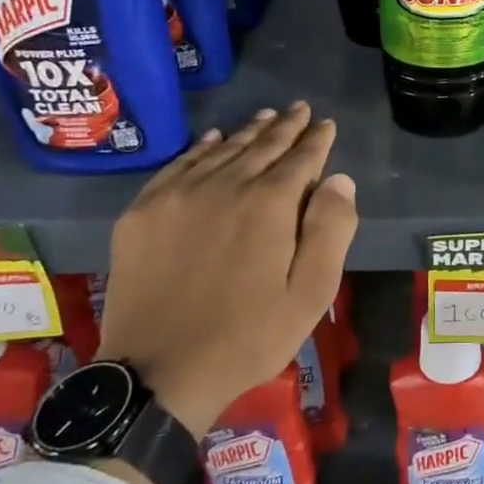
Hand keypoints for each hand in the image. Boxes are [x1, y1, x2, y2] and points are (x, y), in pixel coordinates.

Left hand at [96, 103, 357, 438]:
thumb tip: (340, 179)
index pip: (300, 158)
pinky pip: (179, 166)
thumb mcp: (310, 294)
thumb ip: (331, 230)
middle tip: (300, 109)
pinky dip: (201, 148)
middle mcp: (224, 186)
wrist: (157, 373)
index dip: (317, 140)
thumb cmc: (248, 336)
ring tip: (266, 116)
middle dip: (286, 126)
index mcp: (269, 205)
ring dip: (248, 132)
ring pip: (221, 150)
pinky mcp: (143, 213)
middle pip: (261, 146)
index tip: (326, 124)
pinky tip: (213, 140)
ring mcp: (178, 196)